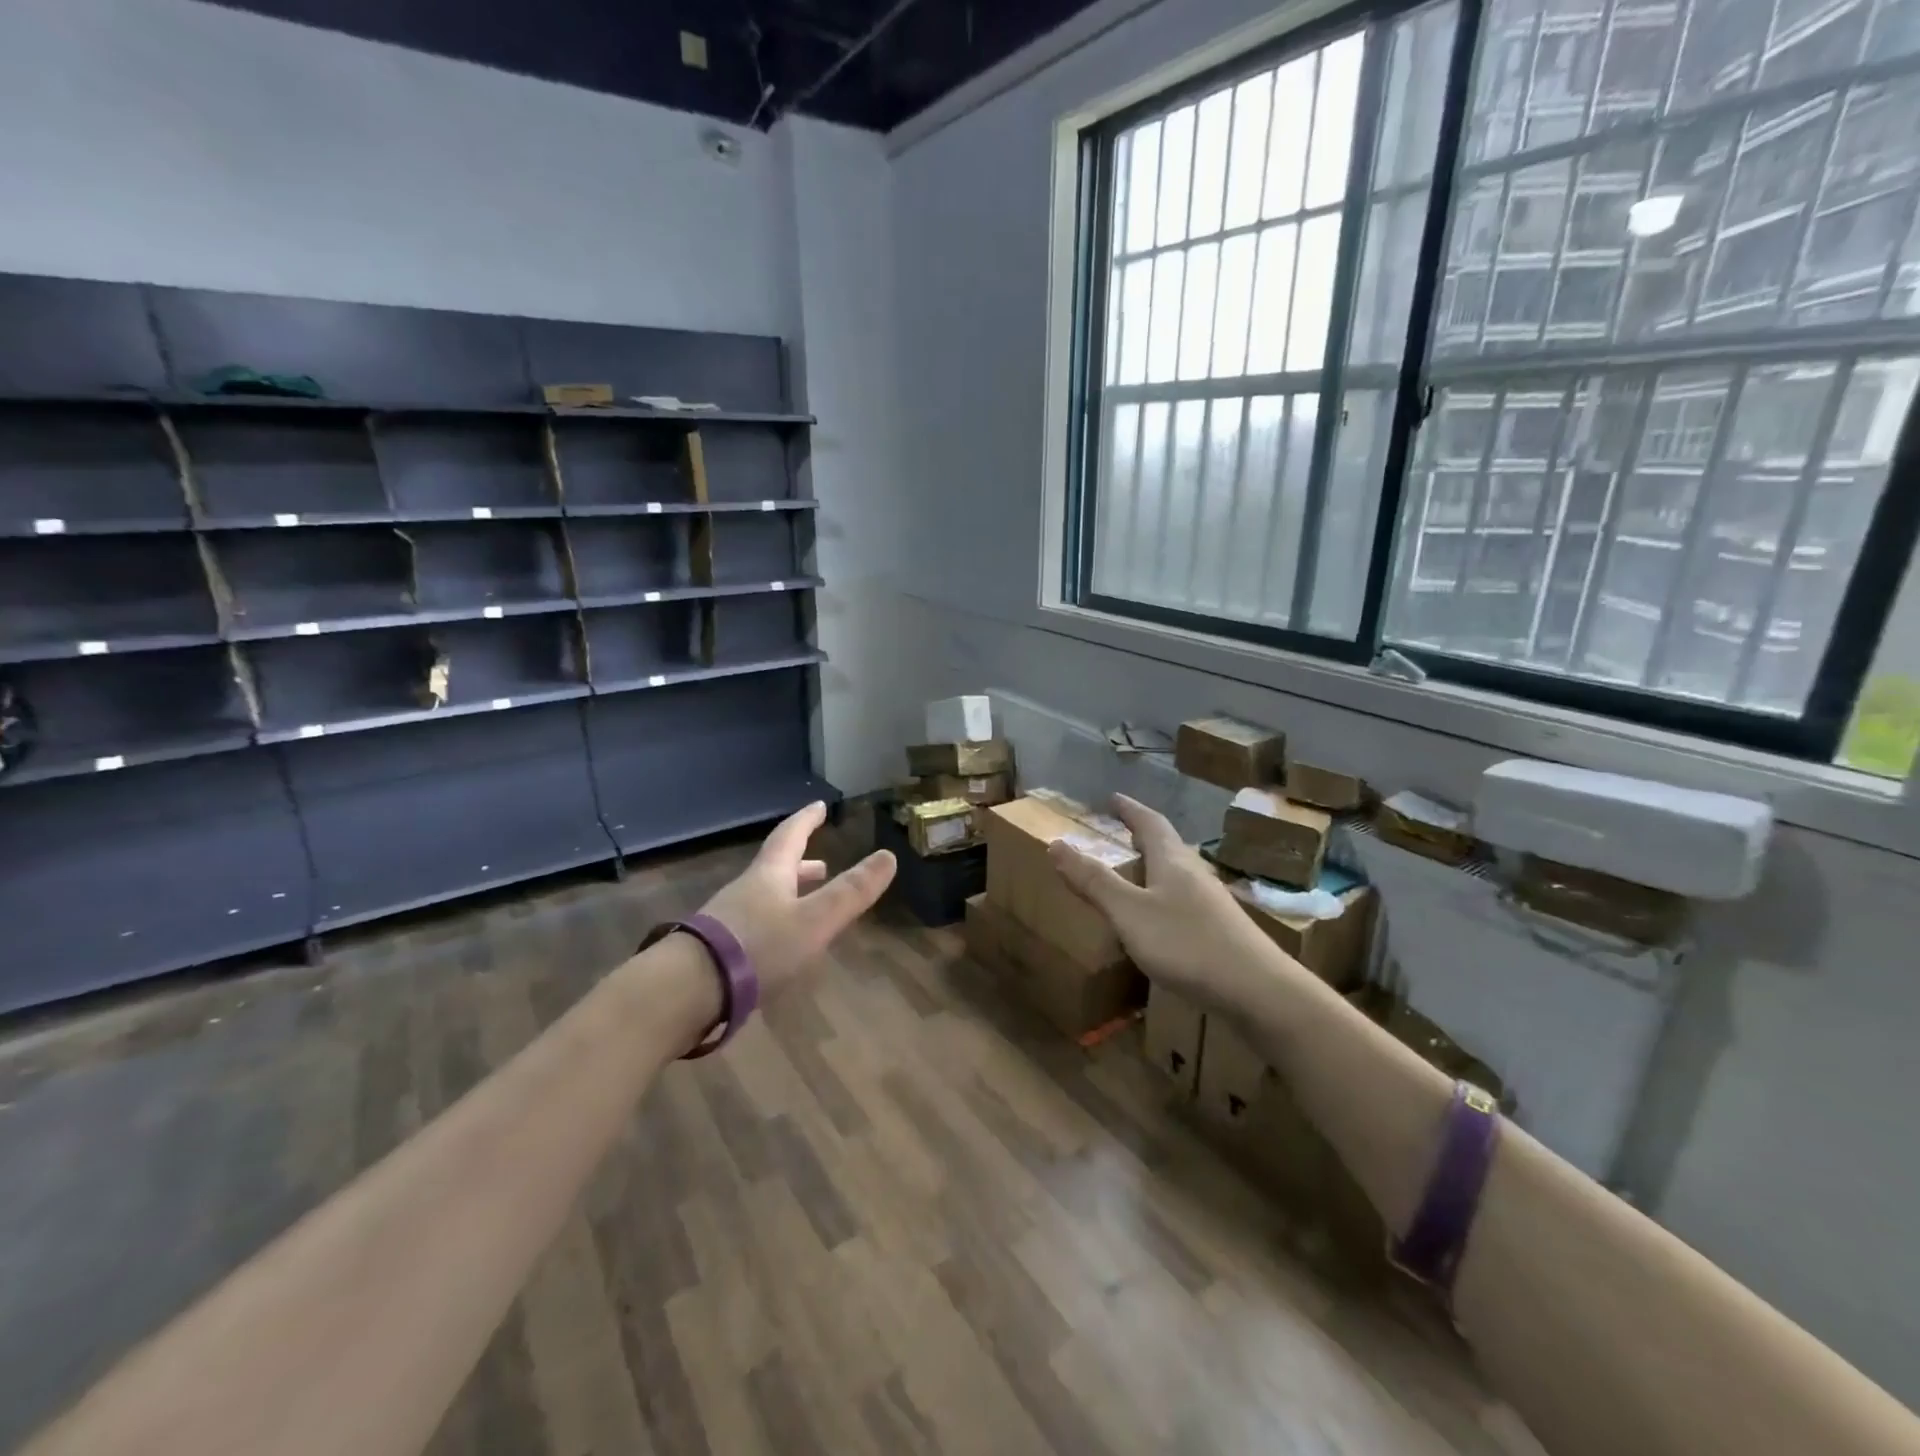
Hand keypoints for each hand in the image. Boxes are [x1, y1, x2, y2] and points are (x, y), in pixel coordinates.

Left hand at [698, 801, 895, 999]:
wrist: (689, 989)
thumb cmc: (759, 946)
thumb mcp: (815, 920)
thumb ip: (852, 891)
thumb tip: (889, 855)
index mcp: (770, 875)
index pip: (791, 836)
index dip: (806, 820)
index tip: (818, 806)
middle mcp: (747, 889)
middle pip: (776, 868)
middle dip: (801, 863)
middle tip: (822, 863)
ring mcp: (728, 919)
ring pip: (764, 896)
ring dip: (788, 893)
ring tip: (805, 903)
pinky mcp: (718, 948)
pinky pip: (753, 923)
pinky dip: (774, 921)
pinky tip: (779, 943)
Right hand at [1047, 793, 1305, 1011]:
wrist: (1258, 991)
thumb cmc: (1187, 944)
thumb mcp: (1129, 912)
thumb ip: (1094, 881)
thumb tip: (1056, 843)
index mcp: (1172, 861)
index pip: (1150, 823)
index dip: (1130, 810)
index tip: (1114, 798)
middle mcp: (1195, 874)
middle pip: (1168, 845)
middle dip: (1143, 836)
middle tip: (1122, 832)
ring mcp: (1212, 903)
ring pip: (1178, 874)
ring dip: (1156, 866)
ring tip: (1138, 871)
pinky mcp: (1222, 930)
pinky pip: (1185, 900)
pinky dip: (1165, 896)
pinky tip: (1162, 919)